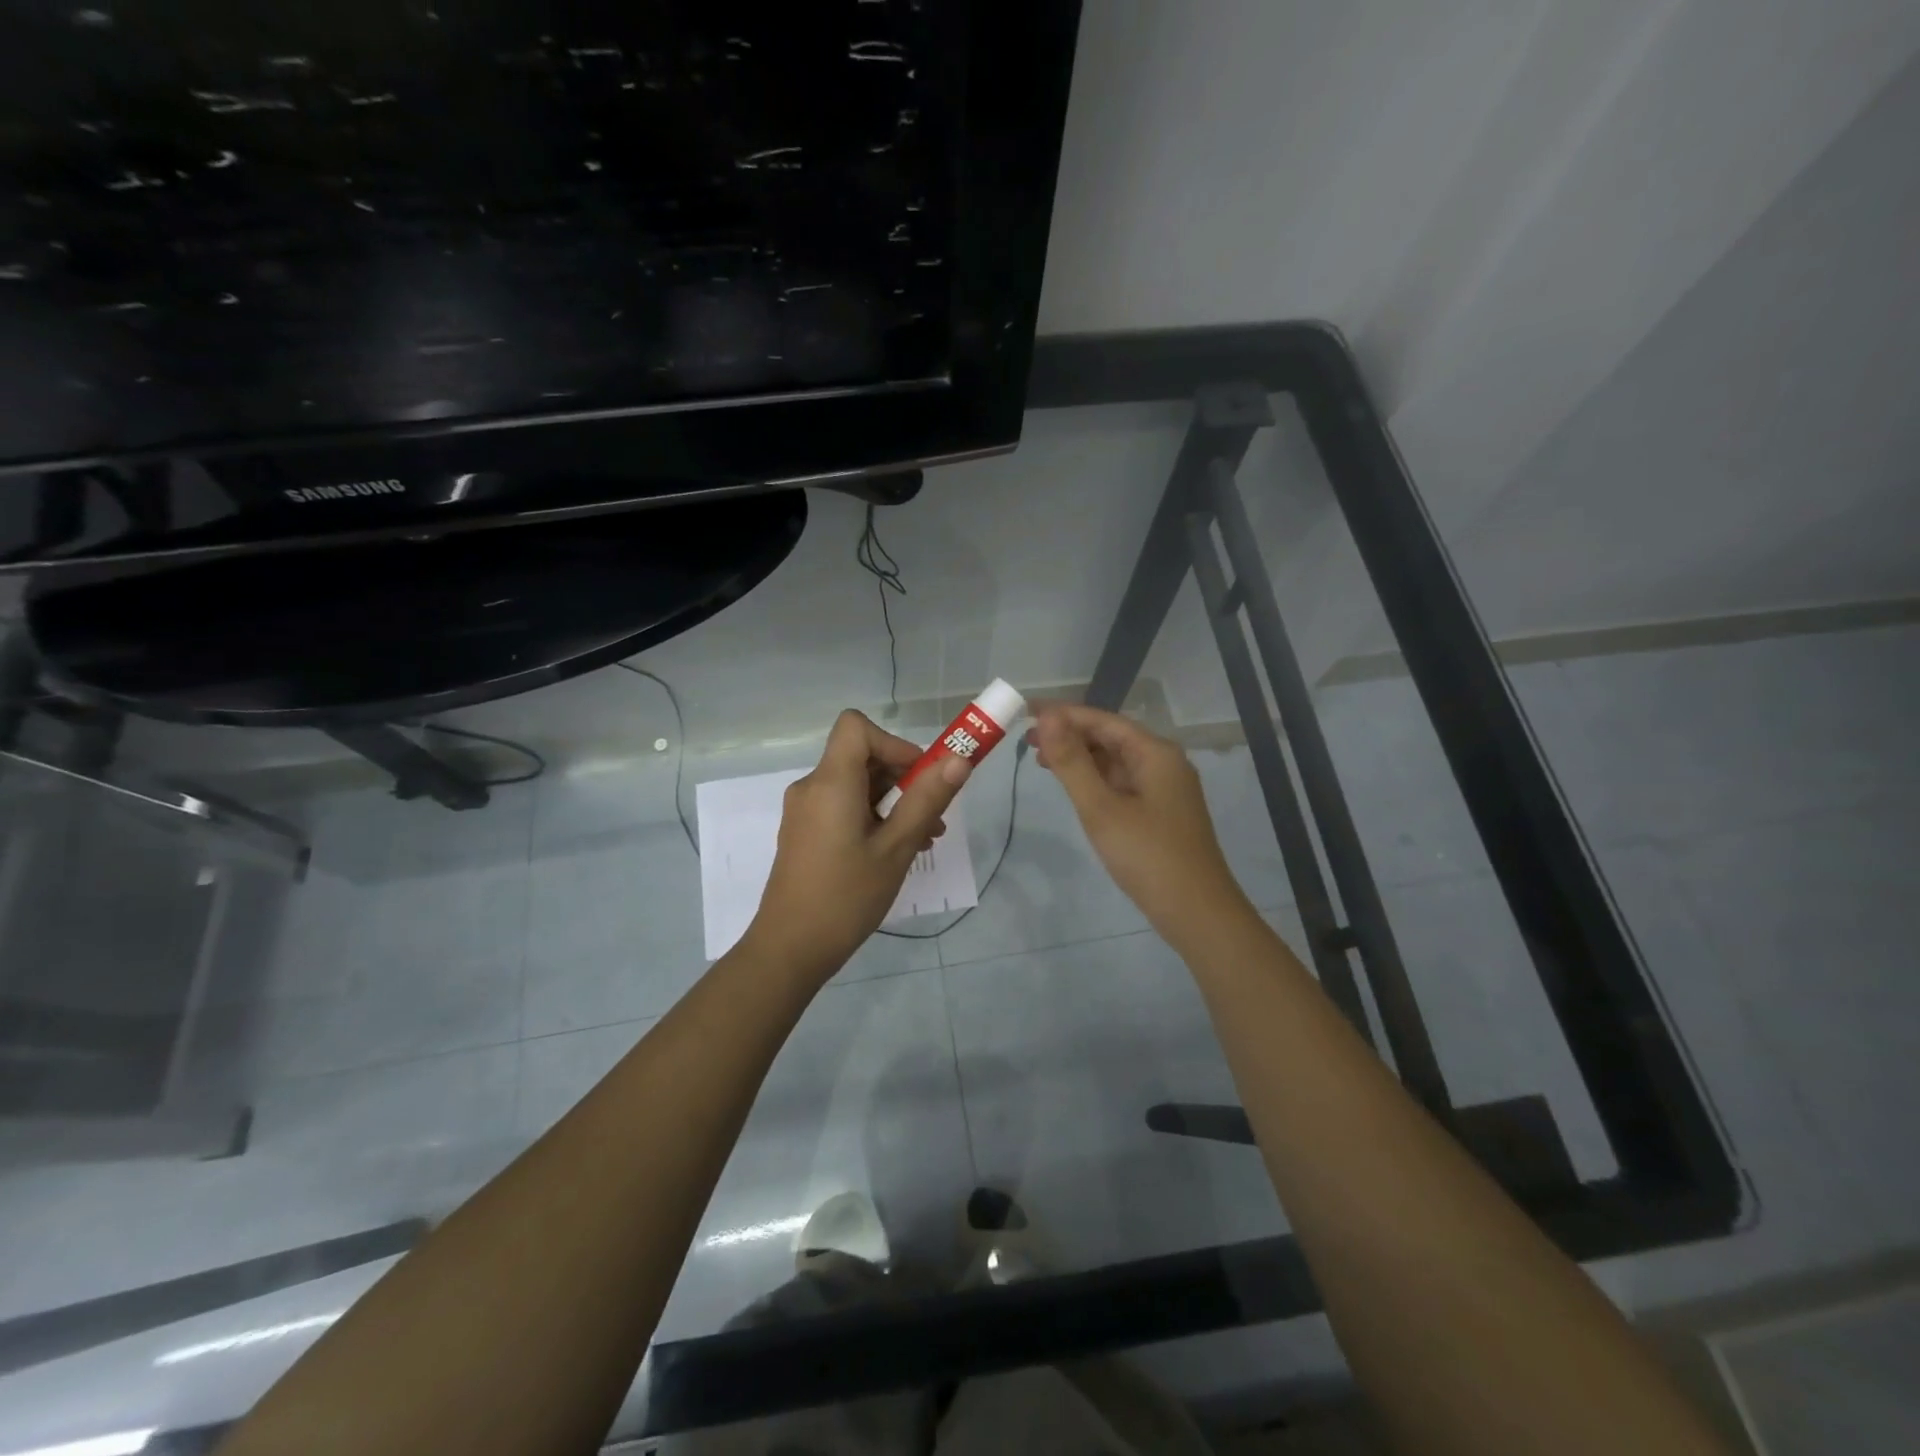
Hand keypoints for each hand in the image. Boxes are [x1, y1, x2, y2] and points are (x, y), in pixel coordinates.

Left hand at [744, 709, 970, 983]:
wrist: (790, 949)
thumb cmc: (846, 896)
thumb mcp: (896, 848)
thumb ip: (926, 800)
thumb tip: (958, 760)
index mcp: (831, 783)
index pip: (857, 727)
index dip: (894, 742)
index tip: (922, 776)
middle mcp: (812, 787)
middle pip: (860, 756)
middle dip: (903, 776)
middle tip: (935, 813)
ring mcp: (805, 811)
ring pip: (856, 785)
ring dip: (893, 801)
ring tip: (925, 838)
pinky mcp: (805, 832)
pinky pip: (843, 806)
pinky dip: (873, 816)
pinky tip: (896, 850)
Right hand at [1030, 703, 1250, 943]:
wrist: (1197, 913)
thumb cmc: (1148, 856)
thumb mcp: (1101, 807)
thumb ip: (1072, 762)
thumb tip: (1048, 717)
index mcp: (1155, 753)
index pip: (1102, 720)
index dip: (1063, 714)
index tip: (1027, 712)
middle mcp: (1164, 763)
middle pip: (1110, 737)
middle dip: (1070, 735)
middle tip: (1027, 740)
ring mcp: (1164, 789)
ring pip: (1116, 761)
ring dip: (1080, 757)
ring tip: (1042, 761)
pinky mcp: (1160, 812)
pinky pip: (1122, 783)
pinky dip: (1095, 779)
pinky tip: (1074, 787)